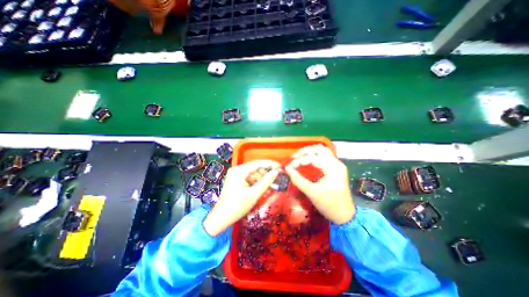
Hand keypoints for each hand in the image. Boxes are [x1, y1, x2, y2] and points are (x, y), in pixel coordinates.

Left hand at [203, 160, 280, 235]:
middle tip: (275, 180)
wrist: (221, 218)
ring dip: (261, 179)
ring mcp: (235, 174)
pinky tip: (261, 188)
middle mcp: (237, 169)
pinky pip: (249, 178)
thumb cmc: (237, 206)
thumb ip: (266, 182)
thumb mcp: (254, 194)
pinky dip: (256, 182)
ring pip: (253, 173)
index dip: (270, 164)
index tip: (280, 167)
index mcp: (239, 171)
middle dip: (265, 174)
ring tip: (269, 187)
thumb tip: (276, 172)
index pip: (258, 163)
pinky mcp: (236, 179)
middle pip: (255, 168)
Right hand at [285, 145, 354, 224]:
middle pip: (319, 149)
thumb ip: (298, 180)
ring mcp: (336, 165)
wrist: (344, 216)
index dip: (300, 161)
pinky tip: (306, 160)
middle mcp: (336, 163)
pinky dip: (313, 156)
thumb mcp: (312, 193)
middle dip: (305, 151)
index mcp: (333, 169)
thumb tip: (287, 170)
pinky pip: (323, 156)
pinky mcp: (335, 168)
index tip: (289, 167)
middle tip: (294, 157)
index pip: (314, 158)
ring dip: (309, 152)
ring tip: (298, 157)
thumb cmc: (329, 205)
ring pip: (322, 150)